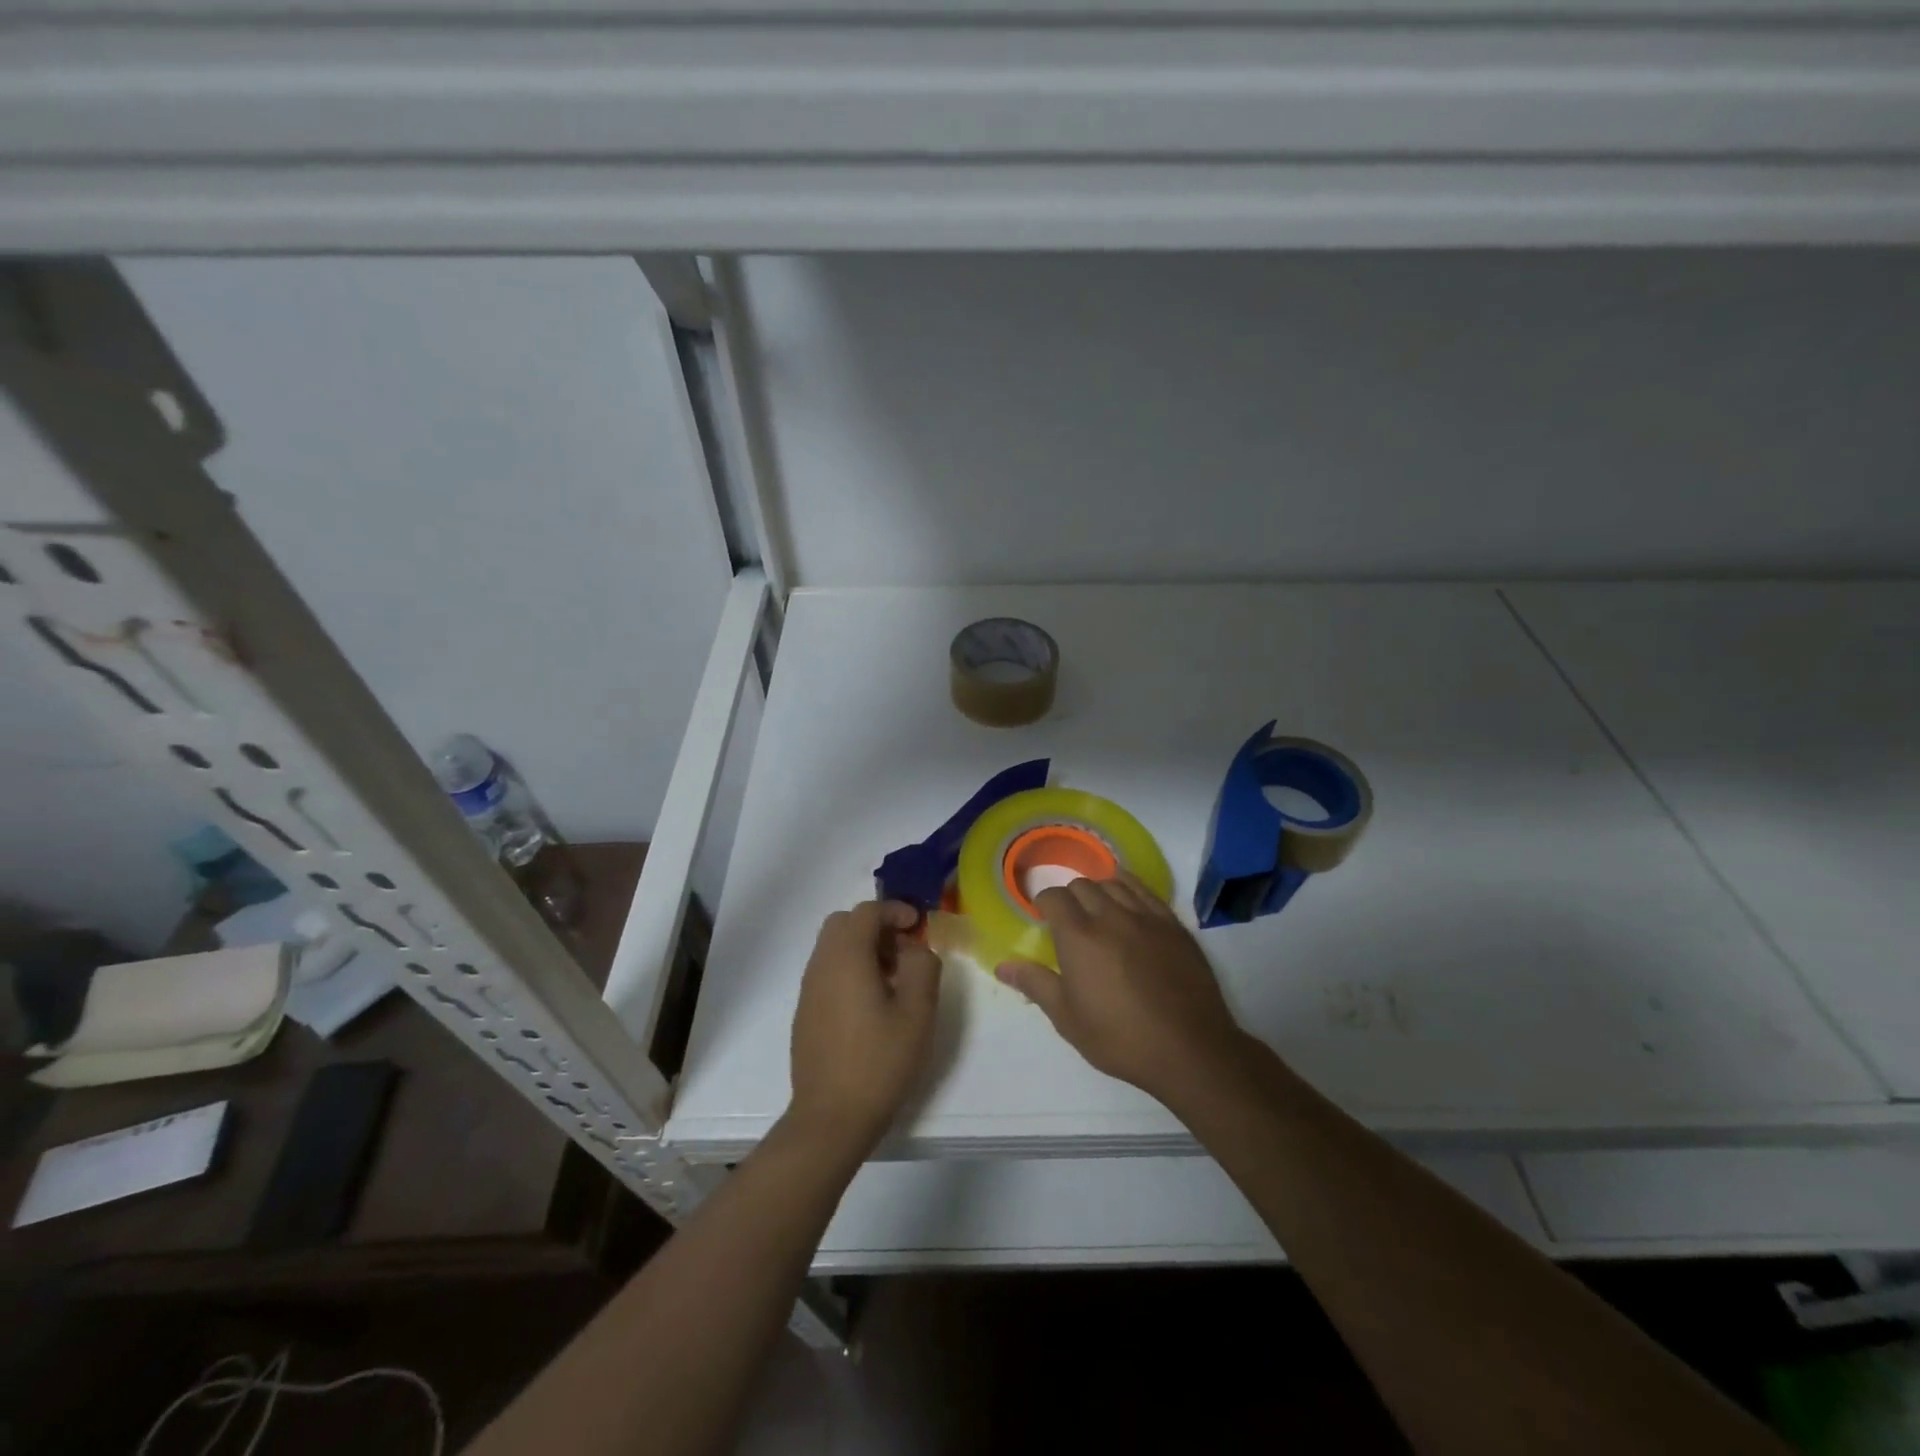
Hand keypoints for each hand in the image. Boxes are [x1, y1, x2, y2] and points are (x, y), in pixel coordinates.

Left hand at [788, 900, 941, 1158]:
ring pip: (833, 946)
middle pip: (844, 922)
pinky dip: (850, 968)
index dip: (896, 910)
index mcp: (846, 957)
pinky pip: (827, 971)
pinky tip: (872, 1003)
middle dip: (876, 925)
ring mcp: (809, 989)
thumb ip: (923, 966)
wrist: (831, 1117)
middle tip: (904, 950)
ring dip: (863, 947)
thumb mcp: (918, 1012)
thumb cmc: (879, 1061)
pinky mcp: (805, 1011)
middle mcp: (821, 964)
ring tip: (893, 978)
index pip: (867, 911)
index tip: (919, 926)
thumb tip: (915, 949)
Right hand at [996, 872, 1243, 1104]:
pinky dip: (1129, 886)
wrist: (1189, 1049)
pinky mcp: (1172, 924)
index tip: (1042, 917)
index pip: (1054, 897)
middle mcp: (1109, 916)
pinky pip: (1145, 891)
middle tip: (1068, 920)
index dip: (1044, 902)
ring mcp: (1145, 917)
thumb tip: (1003, 966)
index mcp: (1078, 937)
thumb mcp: (1068, 1018)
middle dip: (1069, 897)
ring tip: (1097, 909)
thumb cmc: (1120, 1038)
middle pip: (1083, 886)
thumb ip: (1035, 984)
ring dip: (1099, 890)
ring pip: (1114, 883)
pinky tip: (1126, 895)